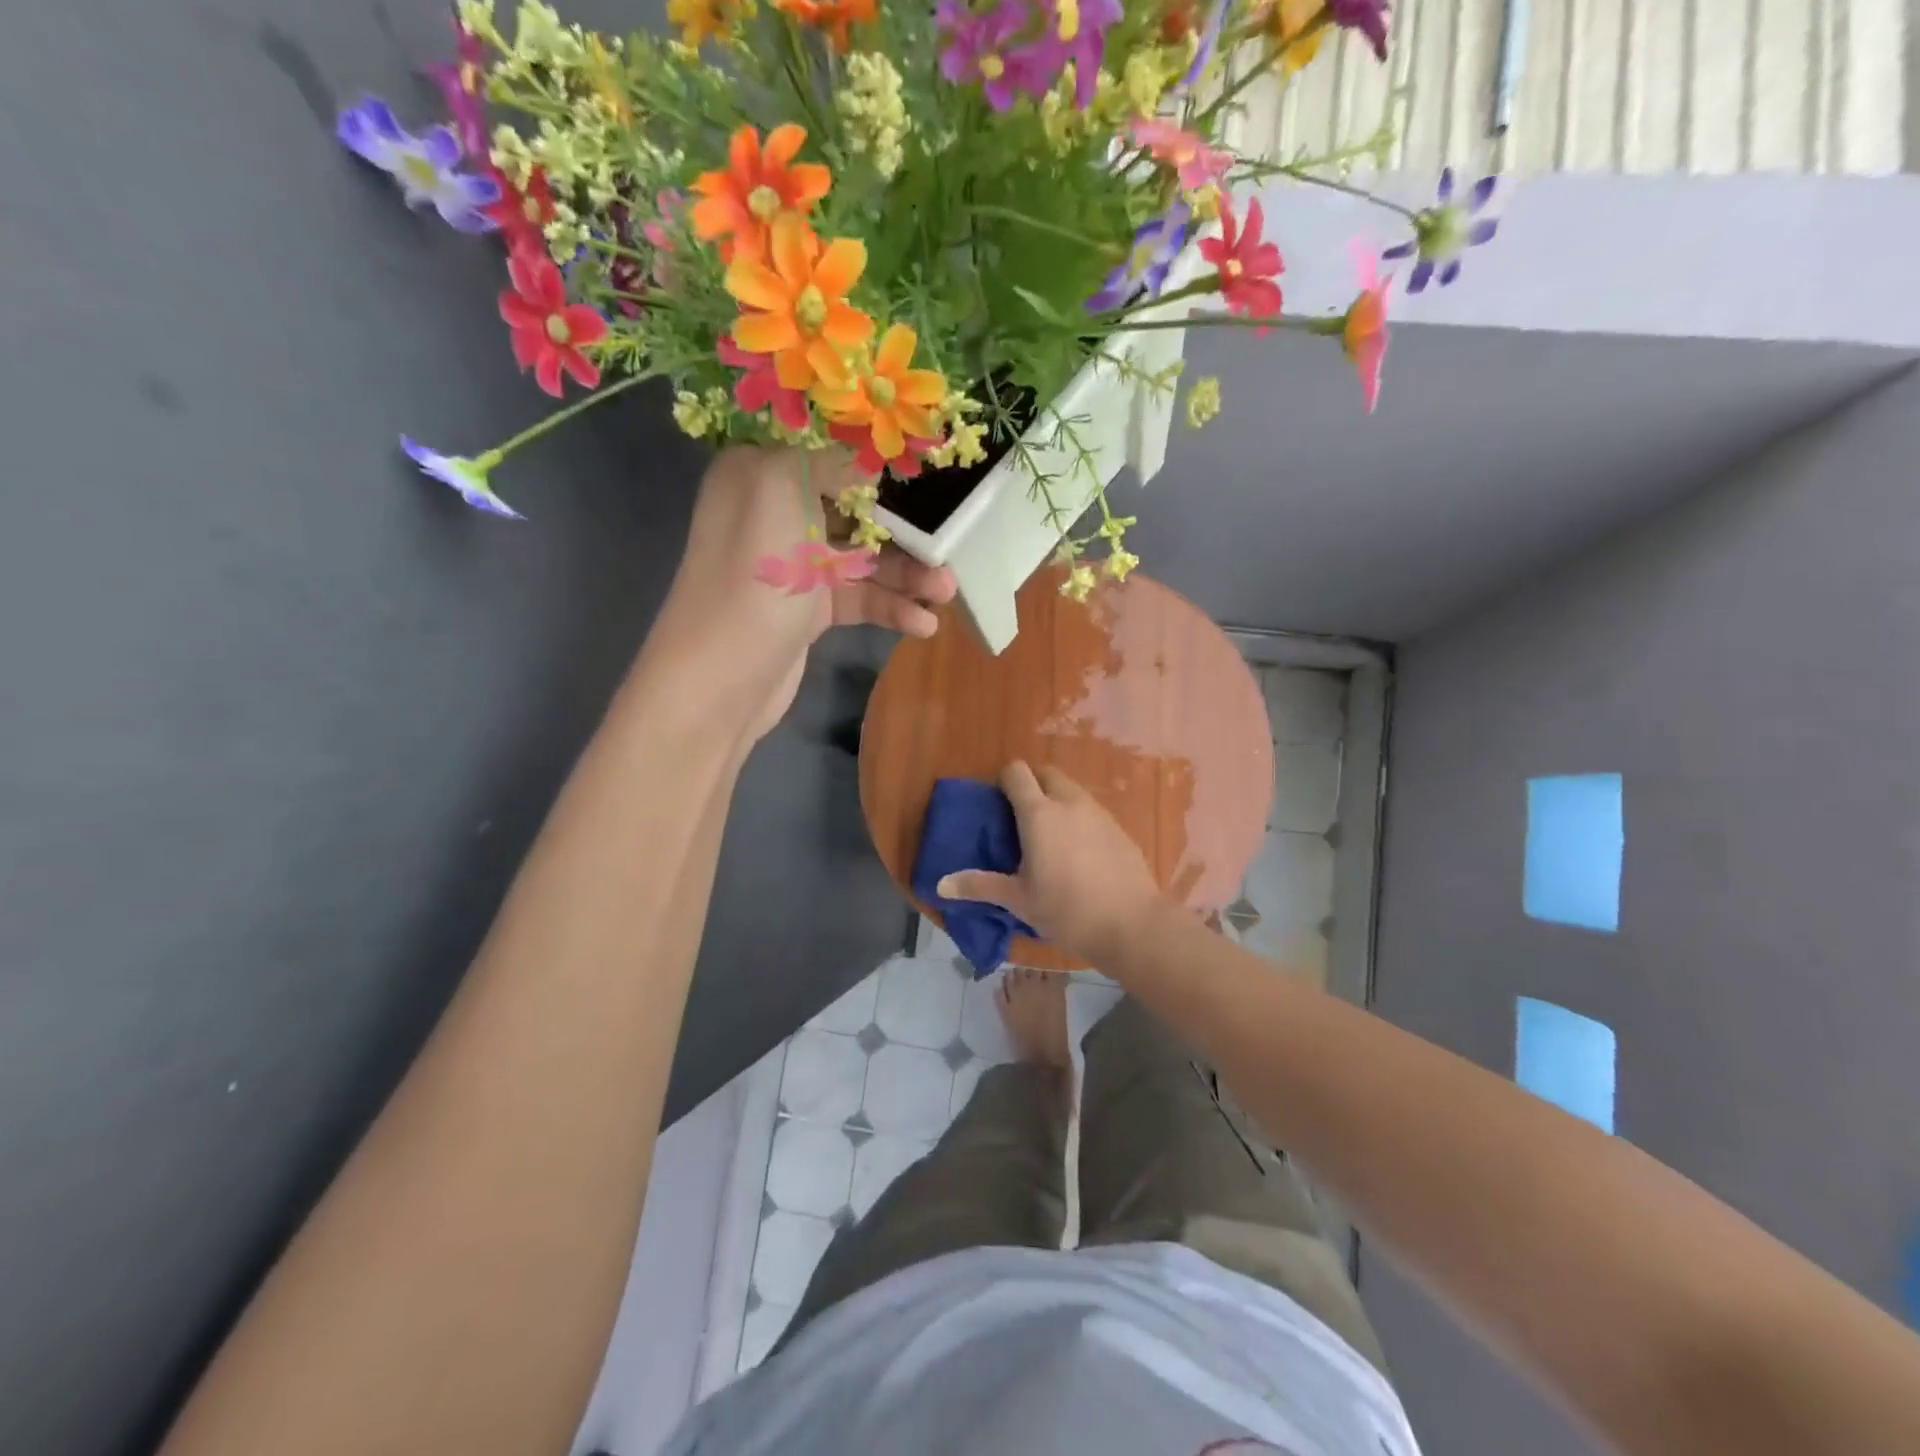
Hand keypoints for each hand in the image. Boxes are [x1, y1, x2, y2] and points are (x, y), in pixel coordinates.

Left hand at [644, 446, 955, 740]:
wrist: (721, 680)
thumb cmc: (754, 575)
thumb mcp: (783, 490)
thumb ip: (832, 459)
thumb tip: (874, 458)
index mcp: (759, 471)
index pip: (830, 451)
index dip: (881, 460)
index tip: (931, 468)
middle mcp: (776, 511)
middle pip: (856, 506)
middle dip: (905, 526)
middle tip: (950, 541)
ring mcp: (794, 564)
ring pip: (864, 558)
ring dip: (908, 574)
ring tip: (948, 591)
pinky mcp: (809, 609)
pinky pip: (860, 598)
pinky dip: (892, 608)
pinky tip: (923, 625)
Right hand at [936, 761, 1161, 964]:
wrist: (1131, 924)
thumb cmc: (1067, 910)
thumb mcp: (1019, 900)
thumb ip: (980, 886)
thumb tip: (940, 885)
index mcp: (1039, 813)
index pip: (1017, 773)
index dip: (1003, 779)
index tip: (996, 801)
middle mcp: (1069, 803)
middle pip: (1046, 772)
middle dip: (1031, 783)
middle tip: (1019, 815)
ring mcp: (1099, 813)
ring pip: (1072, 789)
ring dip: (1056, 798)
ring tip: (1048, 834)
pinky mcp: (1119, 828)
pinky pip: (1092, 810)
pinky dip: (1079, 817)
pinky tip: (1078, 851)